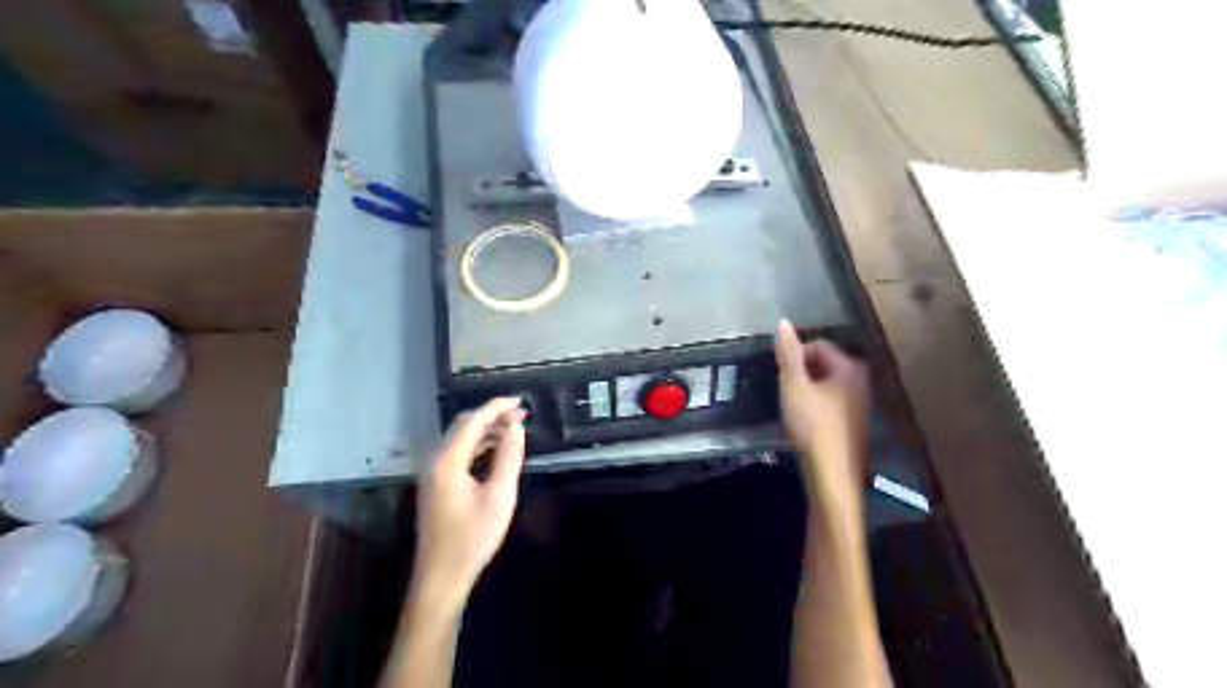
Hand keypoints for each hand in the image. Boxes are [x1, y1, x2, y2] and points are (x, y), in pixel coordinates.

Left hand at [414, 399, 524, 605]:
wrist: (442, 575)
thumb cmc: (472, 538)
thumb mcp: (499, 496)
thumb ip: (508, 458)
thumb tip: (516, 428)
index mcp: (447, 460)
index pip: (473, 421)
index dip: (497, 408)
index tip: (521, 402)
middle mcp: (435, 460)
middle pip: (463, 425)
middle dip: (492, 415)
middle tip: (521, 414)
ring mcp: (433, 472)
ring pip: (460, 438)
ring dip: (486, 429)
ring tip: (514, 429)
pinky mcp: (436, 483)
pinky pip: (458, 452)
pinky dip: (478, 444)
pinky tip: (496, 449)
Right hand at [776, 319, 870, 501]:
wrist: (832, 474)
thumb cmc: (813, 426)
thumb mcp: (794, 387)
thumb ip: (788, 354)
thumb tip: (783, 323)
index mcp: (850, 367)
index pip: (819, 345)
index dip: (796, 357)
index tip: (783, 377)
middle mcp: (862, 380)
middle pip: (825, 363)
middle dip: (803, 372)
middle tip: (786, 391)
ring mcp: (862, 402)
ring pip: (828, 383)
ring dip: (808, 389)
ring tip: (793, 406)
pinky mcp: (856, 421)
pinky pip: (833, 400)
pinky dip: (817, 404)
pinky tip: (806, 420)